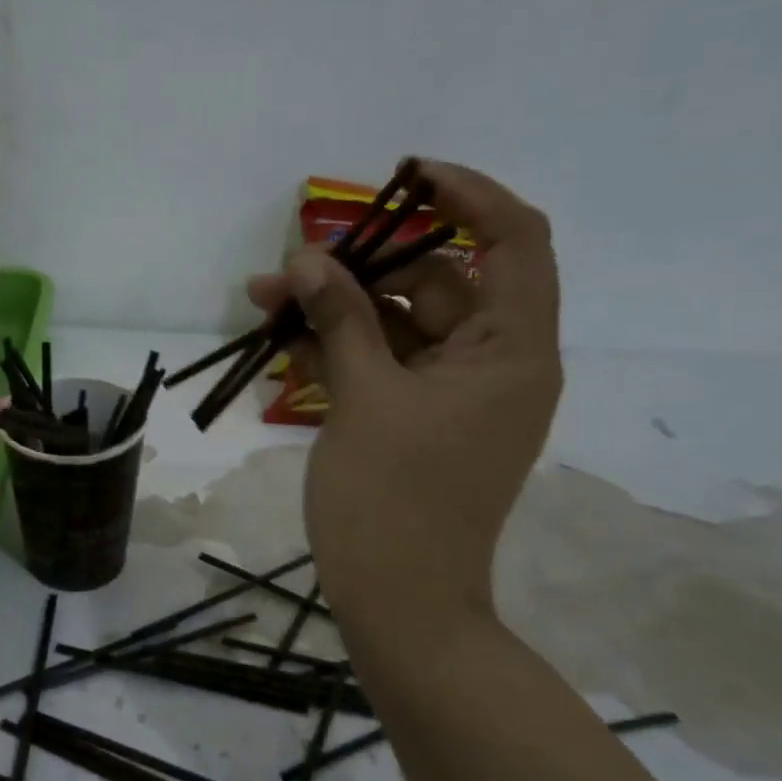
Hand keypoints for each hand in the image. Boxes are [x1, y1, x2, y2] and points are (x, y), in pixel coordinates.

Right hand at [248, 160, 562, 638]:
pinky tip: (287, 339)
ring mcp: (455, 395)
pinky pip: (385, 364)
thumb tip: (308, 258)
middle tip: (292, 265)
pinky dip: (343, 348)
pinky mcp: (420, 420)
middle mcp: (495, 363)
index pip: (514, 242)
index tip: (405, 177)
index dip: (468, 195)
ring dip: (340, 308)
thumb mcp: (363, 398)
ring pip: (402, 324)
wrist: (398, 603)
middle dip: (364, 266)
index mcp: (512, 351)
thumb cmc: (392, 501)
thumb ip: (340, 319)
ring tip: (267, 300)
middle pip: (440, 283)